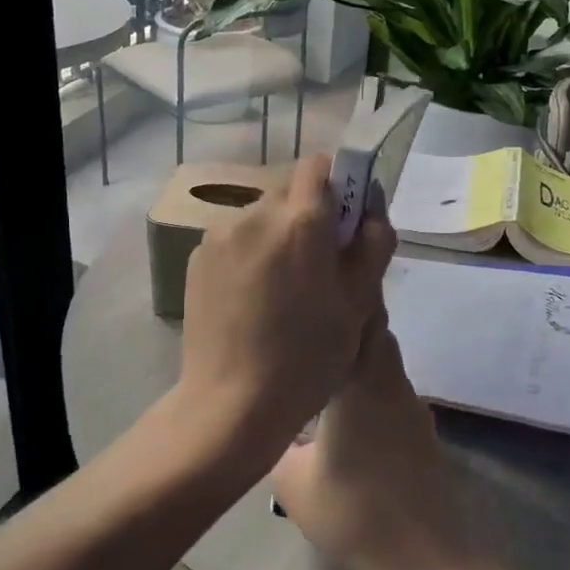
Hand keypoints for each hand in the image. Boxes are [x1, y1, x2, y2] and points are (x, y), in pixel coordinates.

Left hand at [177, 154, 395, 486]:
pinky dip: (249, 252)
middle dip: (307, 212)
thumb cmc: (307, 358)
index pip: (319, 165)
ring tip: (282, 285)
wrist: (231, 404)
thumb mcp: (359, 305)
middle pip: (288, 190)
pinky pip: (234, 238)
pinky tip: (253, 297)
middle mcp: (255, 214)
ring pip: (260, 215)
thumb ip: (372, 245)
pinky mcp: (197, 258)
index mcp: (300, 221)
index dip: (338, 184)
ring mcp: (219, 235)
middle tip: (318, 262)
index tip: (344, 221)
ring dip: (277, 233)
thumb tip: (371, 213)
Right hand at [270, 323, 473, 569]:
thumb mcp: (292, 482)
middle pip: (375, 333)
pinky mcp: (421, 430)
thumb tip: (272, 422)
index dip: (343, 299)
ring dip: (360, 356)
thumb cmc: (352, 513)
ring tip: (322, 366)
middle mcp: (390, 382)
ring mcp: (411, 406)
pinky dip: (372, 385)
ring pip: (385, 362)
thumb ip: (278, 441)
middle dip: (348, 323)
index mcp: (360, 382)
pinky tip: (348, 412)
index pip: (359, 319)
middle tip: (310, 327)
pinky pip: (392, 390)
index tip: (318, 288)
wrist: (423, 557)